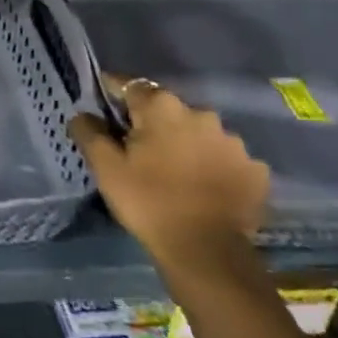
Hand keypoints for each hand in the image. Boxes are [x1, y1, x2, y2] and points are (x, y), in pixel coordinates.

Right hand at [68, 75, 269, 266]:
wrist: (206, 251)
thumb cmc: (148, 201)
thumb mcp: (105, 167)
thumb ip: (89, 133)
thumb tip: (82, 114)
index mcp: (162, 109)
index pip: (131, 86)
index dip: (113, 92)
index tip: (102, 102)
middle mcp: (202, 115)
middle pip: (167, 109)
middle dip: (151, 121)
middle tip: (136, 146)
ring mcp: (234, 143)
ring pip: (198, 133)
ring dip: (184, 143)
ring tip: (172, 169)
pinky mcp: (255, 170)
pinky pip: (224, 158)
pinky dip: (211, 165)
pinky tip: (201, 185)